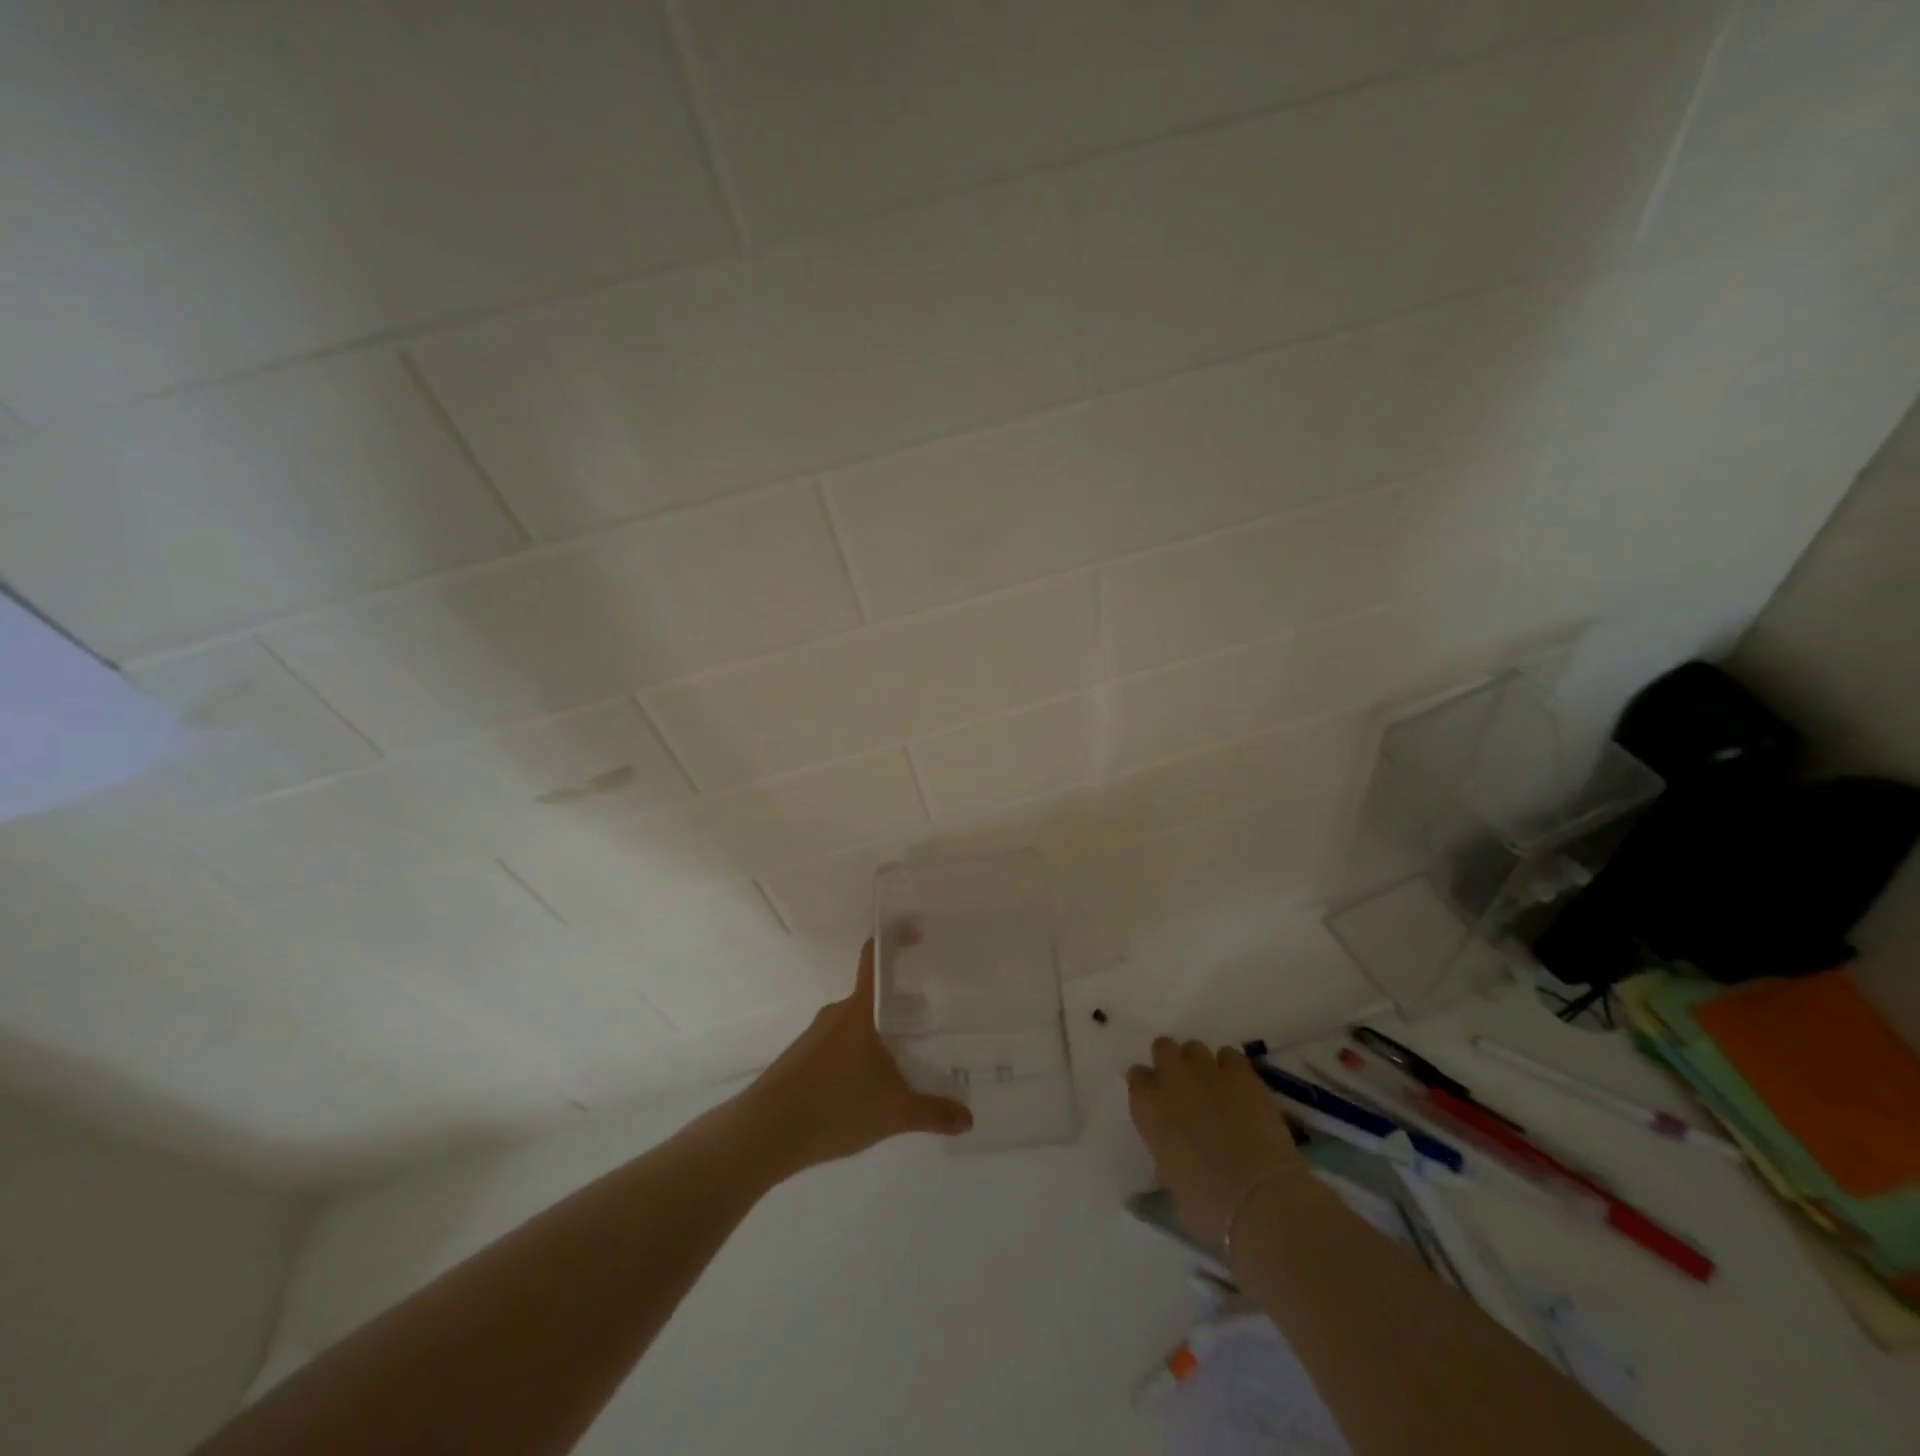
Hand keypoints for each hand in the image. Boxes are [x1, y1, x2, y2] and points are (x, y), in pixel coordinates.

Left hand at [744, 939, 972, 1177]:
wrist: (764, 1133)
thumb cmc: (833, 1106)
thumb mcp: (893, 1112)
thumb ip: (933, 1112)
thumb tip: (968, 1118)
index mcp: (860, 1010)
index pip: (875, 957)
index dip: (896, 938)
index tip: (918, 934)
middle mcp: (837, 1013)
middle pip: (873, 996)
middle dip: (901, 1004)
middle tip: (930, 1020)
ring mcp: (816, 1036)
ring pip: (857, 1024)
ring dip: (880, 1034)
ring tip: (907, 1060)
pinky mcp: (802, 1060)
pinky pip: (840, 1046)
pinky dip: (859, 1056)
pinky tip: (871, 1088)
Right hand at [1127, 1038, 1306, 1243]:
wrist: (1259, 1199)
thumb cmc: (1207, 1206)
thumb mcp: (1171, 1184)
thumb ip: (1165, 1157)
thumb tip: (1172, 1156)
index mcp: (1147, 1107)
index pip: (1137, 1077)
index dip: (1148, 1088)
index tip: (1158, 1103)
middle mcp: (1172, 1079)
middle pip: (1163, 1048)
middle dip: (1171, 1063)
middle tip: (1184, 1088)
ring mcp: (1208, 1072)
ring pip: (1195, 1048)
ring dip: (1200, 1064)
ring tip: (1214, 1087)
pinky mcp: (1243, 1074)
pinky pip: (1230, 1056)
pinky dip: (1231, 1069)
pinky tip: (1239, 1089)